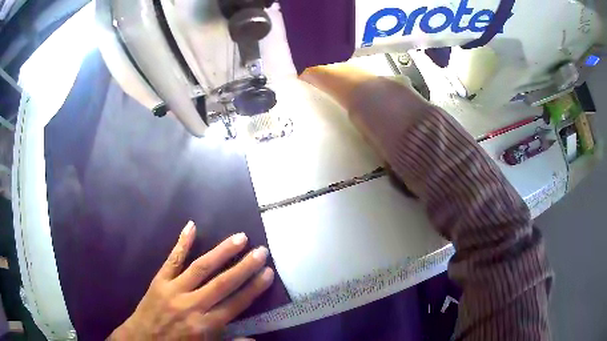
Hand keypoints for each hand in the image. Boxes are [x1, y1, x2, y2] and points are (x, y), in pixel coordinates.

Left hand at [109, 221, 273, 339]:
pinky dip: (181, 243)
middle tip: (261, 251)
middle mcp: (192, 305)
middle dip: (244, 267)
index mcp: (205, 325)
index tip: (268, 272)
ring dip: (222, 252)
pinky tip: (191, 226)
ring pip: (201, 267)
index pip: (236, 304)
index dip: (253, 288)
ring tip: (240, 237)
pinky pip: (172, 260)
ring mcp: (174, 290)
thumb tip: (254, 340)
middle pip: (222, 283)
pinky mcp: (160, 280)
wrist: (143, 339)